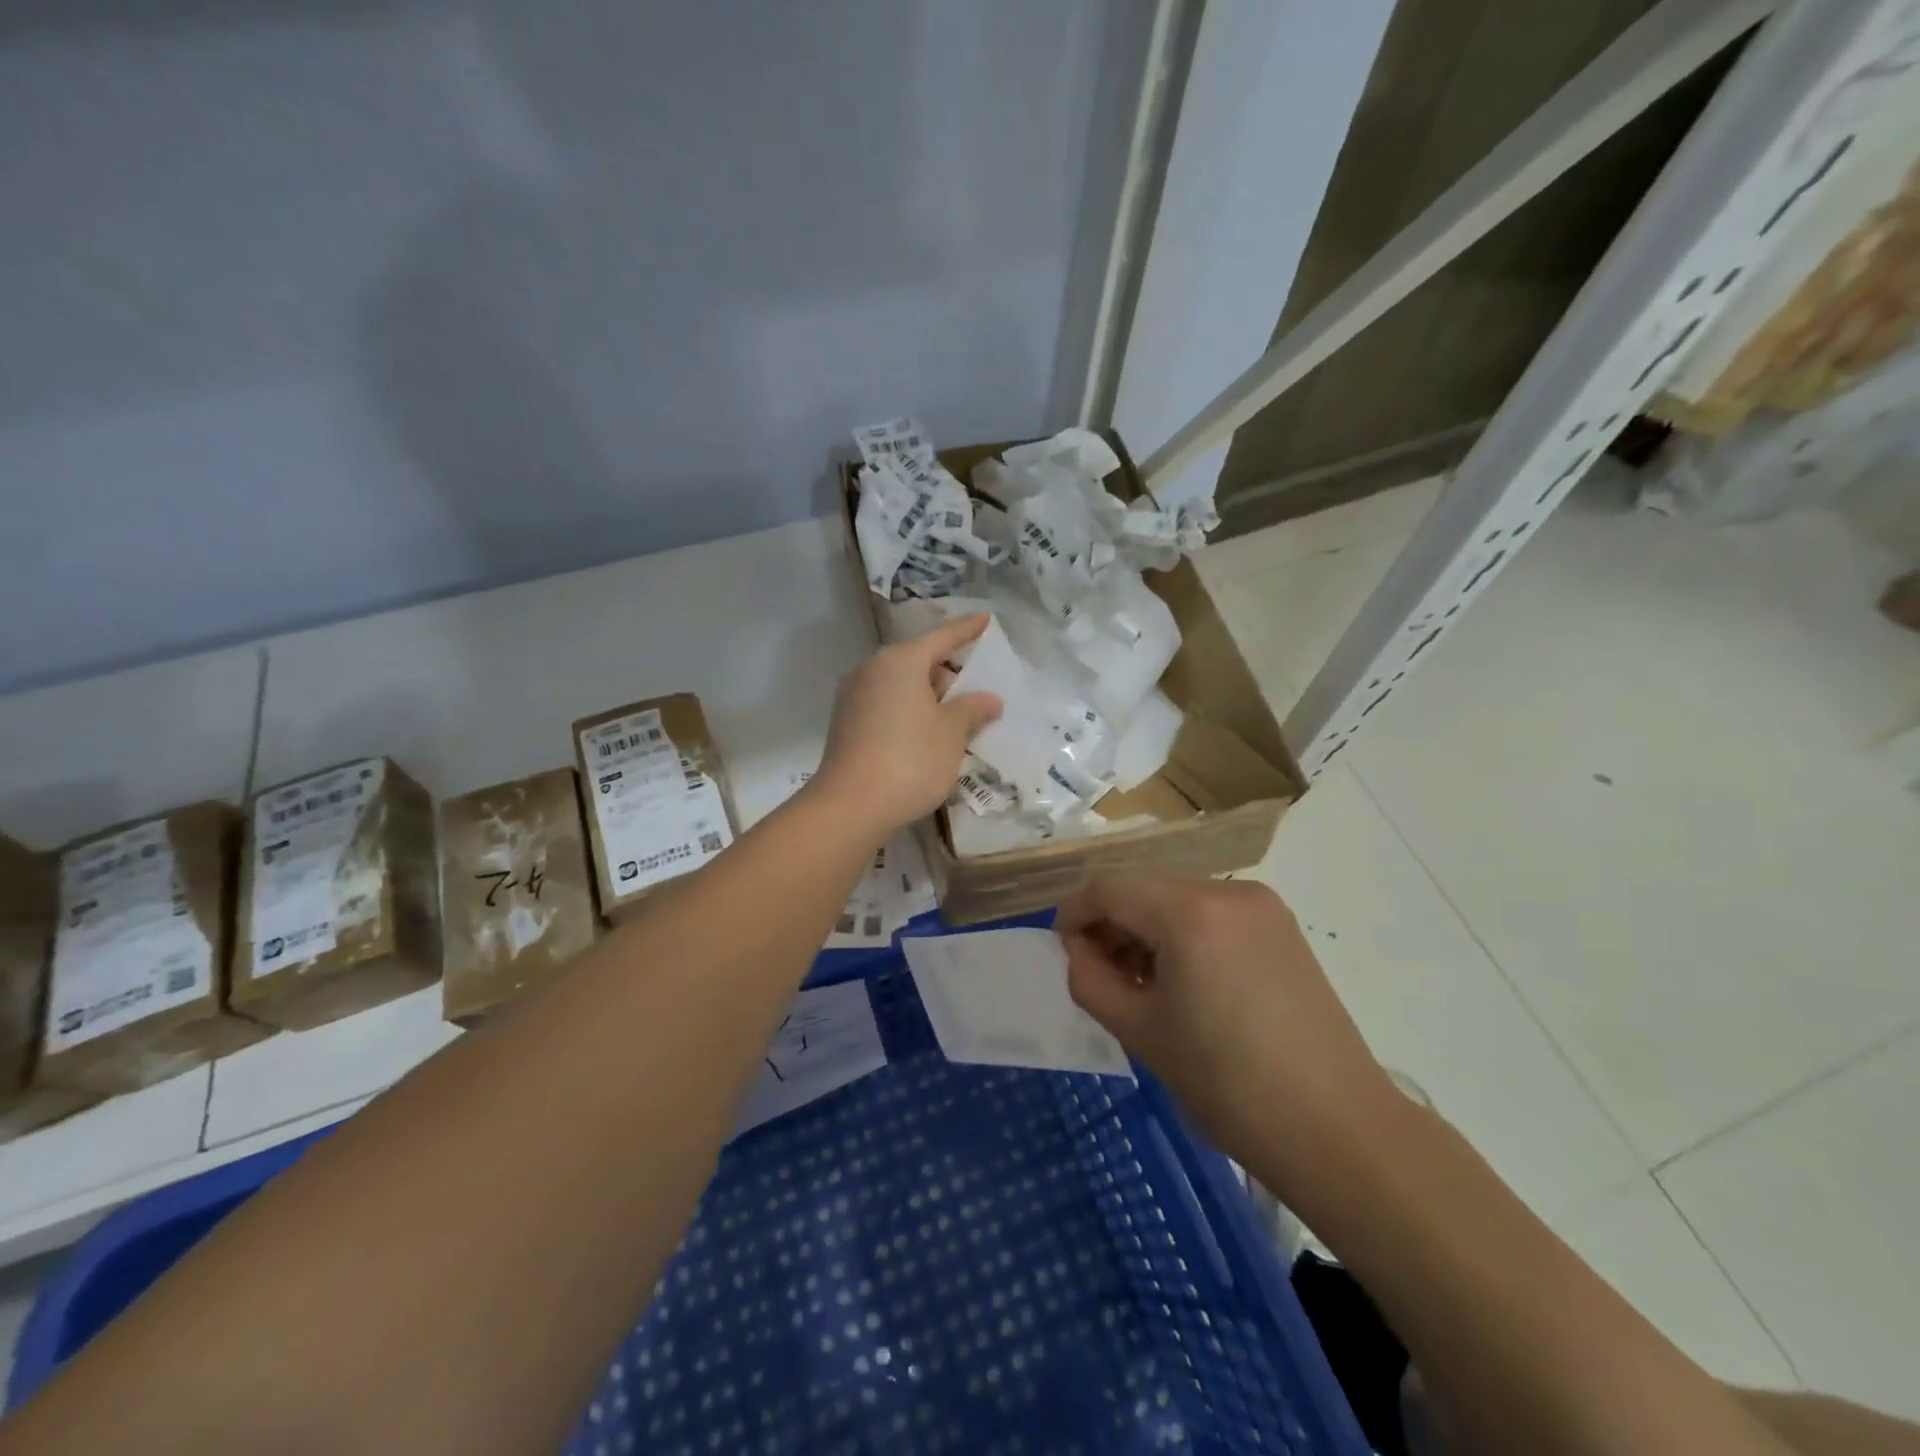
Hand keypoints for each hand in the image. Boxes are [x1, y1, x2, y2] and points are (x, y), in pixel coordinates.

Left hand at [813, 616, 1002, 838]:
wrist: (851, 805)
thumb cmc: (910, 759)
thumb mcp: (952, 733)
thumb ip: (972, 709)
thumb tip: (988, 699)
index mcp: (900, 661)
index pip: (942, 636)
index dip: (967, 629)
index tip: (987, 620)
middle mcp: (872, 669)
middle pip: (918, 660)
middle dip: (948, 671)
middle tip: (975, 689)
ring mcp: (853, 695)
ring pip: (900, 684)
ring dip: (927, 695)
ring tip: (954, 718)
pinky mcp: (845, 722)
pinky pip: (886, 704)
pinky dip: (908, 710)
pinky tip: (924, 735)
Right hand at [1058, 875, 1396, 1173]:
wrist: (1338, 1129)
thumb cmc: (1226, 1083)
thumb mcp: (1139, 1031)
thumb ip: (1089, 979)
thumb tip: (1079, 950)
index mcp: (1188, 911)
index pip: (1108, 887)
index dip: (1074, 914)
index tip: (1063, 952)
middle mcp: (1226, 891)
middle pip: (1144, 889)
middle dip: (1111, 924)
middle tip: (1099, 974)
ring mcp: (1261, 906)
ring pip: (1177, 899)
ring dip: (1147, 930)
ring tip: (1140, 984)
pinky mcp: (1282, 927)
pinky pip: (1212, 915)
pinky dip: (1183, 936)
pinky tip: (1184, 982)